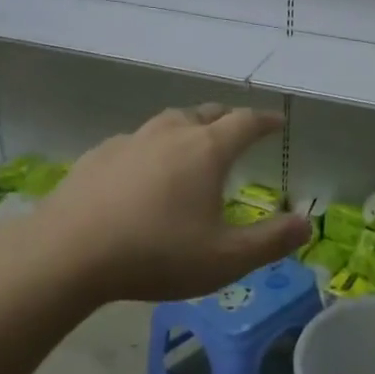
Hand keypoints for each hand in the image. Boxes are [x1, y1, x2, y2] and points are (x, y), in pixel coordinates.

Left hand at [11, 104, 310, 303]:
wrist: (67, 253)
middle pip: (206, 113)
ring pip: (168, 122)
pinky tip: (143, 170)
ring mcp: (130, 141)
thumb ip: (271, 242)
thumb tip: (307, 225)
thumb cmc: (156, 254)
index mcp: (206, 150)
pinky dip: (152, 147)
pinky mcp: (97, 156)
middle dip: (227, 119)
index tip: (278, 123)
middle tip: (237, 131)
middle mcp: (170, 134)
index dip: (266, 121)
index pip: (246, 122)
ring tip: (193, 145)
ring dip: (188, 127)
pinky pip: (135, 142)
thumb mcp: (225, 259)